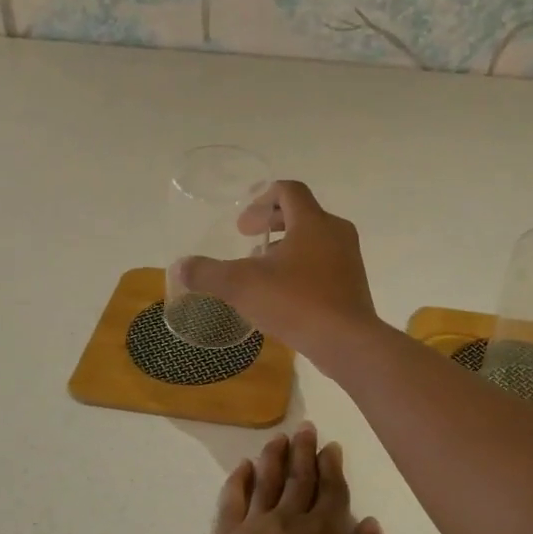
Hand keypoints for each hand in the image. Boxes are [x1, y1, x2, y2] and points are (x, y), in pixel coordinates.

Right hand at [171, 181, 380, 371]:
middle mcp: (335, 232)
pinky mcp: (352, 284)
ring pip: (314, 239)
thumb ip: (207, 273)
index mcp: (312, 221)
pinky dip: (301, 266)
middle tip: (247, 239)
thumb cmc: (296, 302)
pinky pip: (324, 263)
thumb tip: (180, 266)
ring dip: (286, 246)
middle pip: (301, 213)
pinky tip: (283, 293)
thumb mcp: (241, 286)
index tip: (242, 223)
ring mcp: (348, 259)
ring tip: (262, 269)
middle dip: (271, 222)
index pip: (288, 191)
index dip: (261, 198)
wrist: (347, 342)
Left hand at [182, 424, 397, 533]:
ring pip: (265, 482)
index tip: (331, 446)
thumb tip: (369, 524)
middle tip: (305, 428)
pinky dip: (238, 480)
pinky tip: (242, 468)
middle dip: (304, 451)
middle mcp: (289, 523)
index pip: (332, 491)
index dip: (333, 467)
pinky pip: (231, 501)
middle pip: (298, 478)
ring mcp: (252, 531)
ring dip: (273, 457)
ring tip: (278, 438)